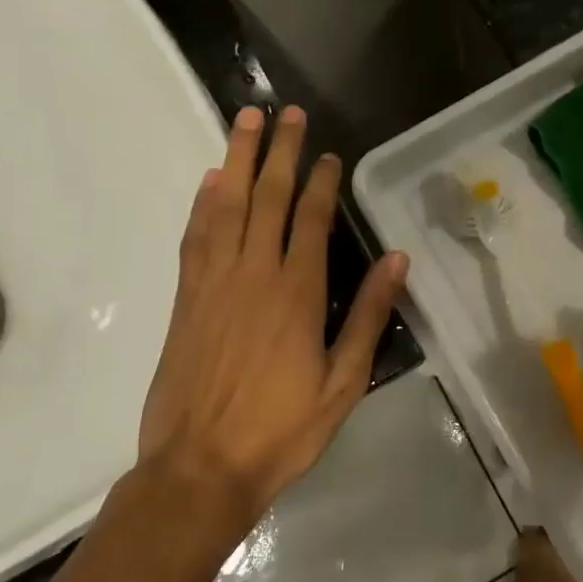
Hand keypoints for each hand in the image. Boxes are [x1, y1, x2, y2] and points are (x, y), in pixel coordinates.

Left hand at [134, 104, 408, 534]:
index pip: (310, 219)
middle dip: (279, 151)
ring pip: (227, 205)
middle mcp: (254, 273)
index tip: (328, 153)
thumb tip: (396, 260)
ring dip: (238, 160)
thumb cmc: (281, 430)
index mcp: (297, 293)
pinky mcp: (186, 298)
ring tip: (247, 121)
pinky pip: (195, 237)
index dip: (320, 181)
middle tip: (286, 112)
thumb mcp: (343, 383)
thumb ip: (368, 316)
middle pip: (268, 197)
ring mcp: (214, 282)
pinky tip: (211, 181)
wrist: (199, 469)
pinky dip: (203, 203)